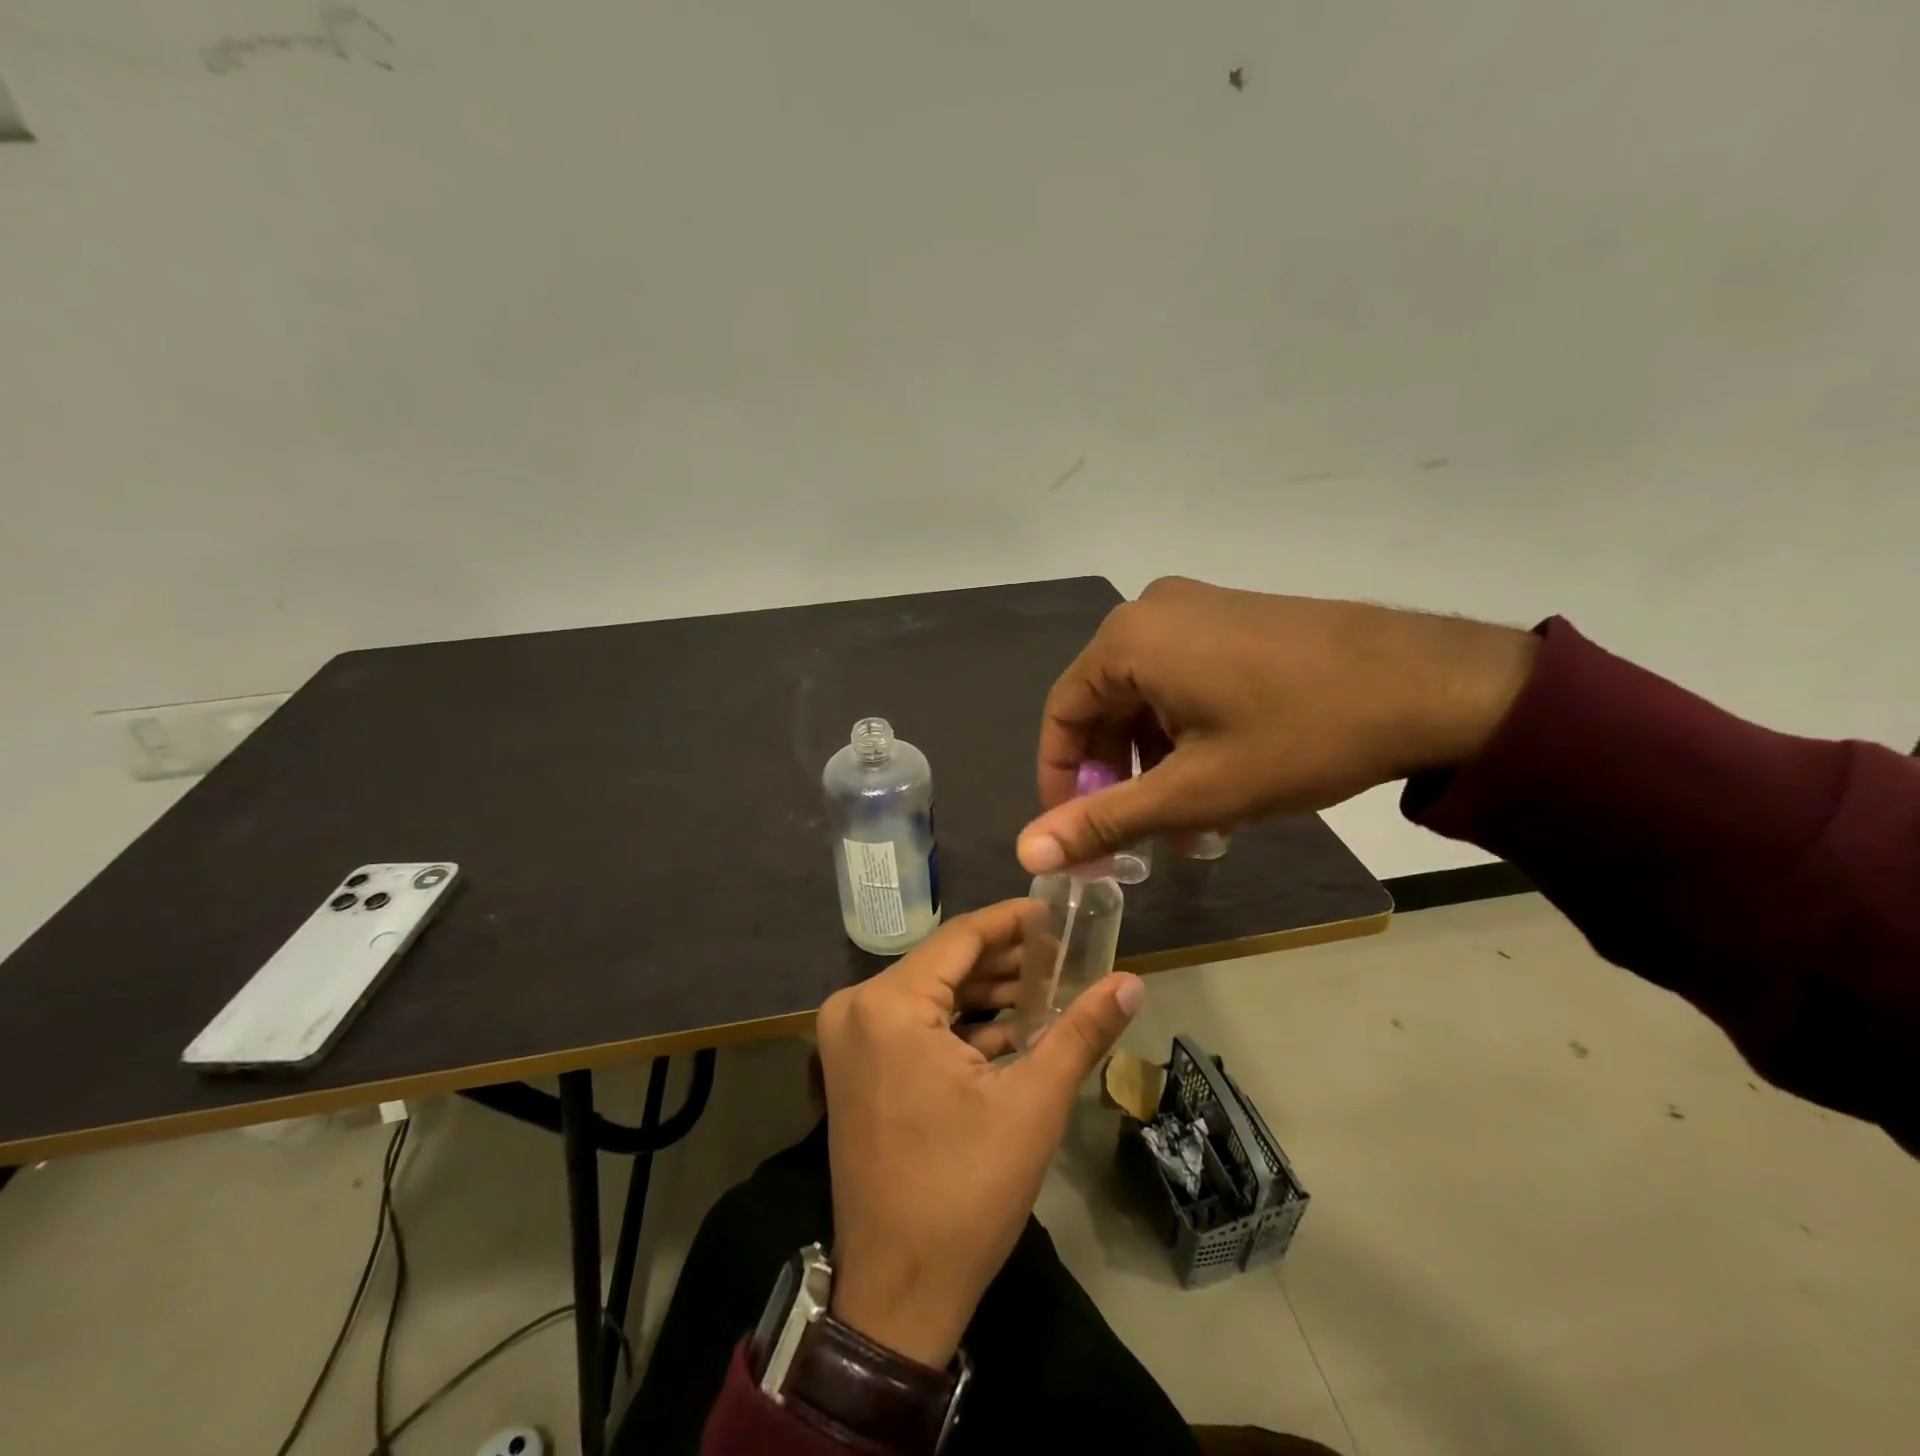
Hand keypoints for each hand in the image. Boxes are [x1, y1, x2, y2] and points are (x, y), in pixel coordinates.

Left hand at [817, 900, 1144, 1368]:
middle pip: (945, 964)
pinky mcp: (855, 1067)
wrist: (898, 1293)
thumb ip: (1081, 1032)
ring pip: (931, 994)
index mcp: (889, 1005)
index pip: (961, 937)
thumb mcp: (1032, 1105)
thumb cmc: (965, 1192)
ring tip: (1050, 988)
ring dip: (987, 993)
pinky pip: (914, 1025)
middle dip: (1007, 961)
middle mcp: (857, 1008)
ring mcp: (850, 1040)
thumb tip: (1131, 982)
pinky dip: (961, 1025)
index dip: (1013, 921)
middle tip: (1065, 955)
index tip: (1057, 913)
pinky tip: (1014, 1028)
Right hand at [1018, 577, 1540, 871]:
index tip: (1075, 834)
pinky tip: (1214, 783)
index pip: (1062, 715)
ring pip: (1146, 698)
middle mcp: (1152, 611)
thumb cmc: (1299, 736)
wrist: (1436, 685)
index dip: (1061, 781)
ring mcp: (1199, 609)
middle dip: (1115, 779)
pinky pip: (1183, 680)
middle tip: (1132, 838)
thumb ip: (1104, 820)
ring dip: (1153, 764)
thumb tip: (1026, 854)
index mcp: (1128, 639)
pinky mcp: (1235, 619)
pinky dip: (1184, 734)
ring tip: (1181, 827)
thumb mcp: (1194, 791)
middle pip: (1104, 706)